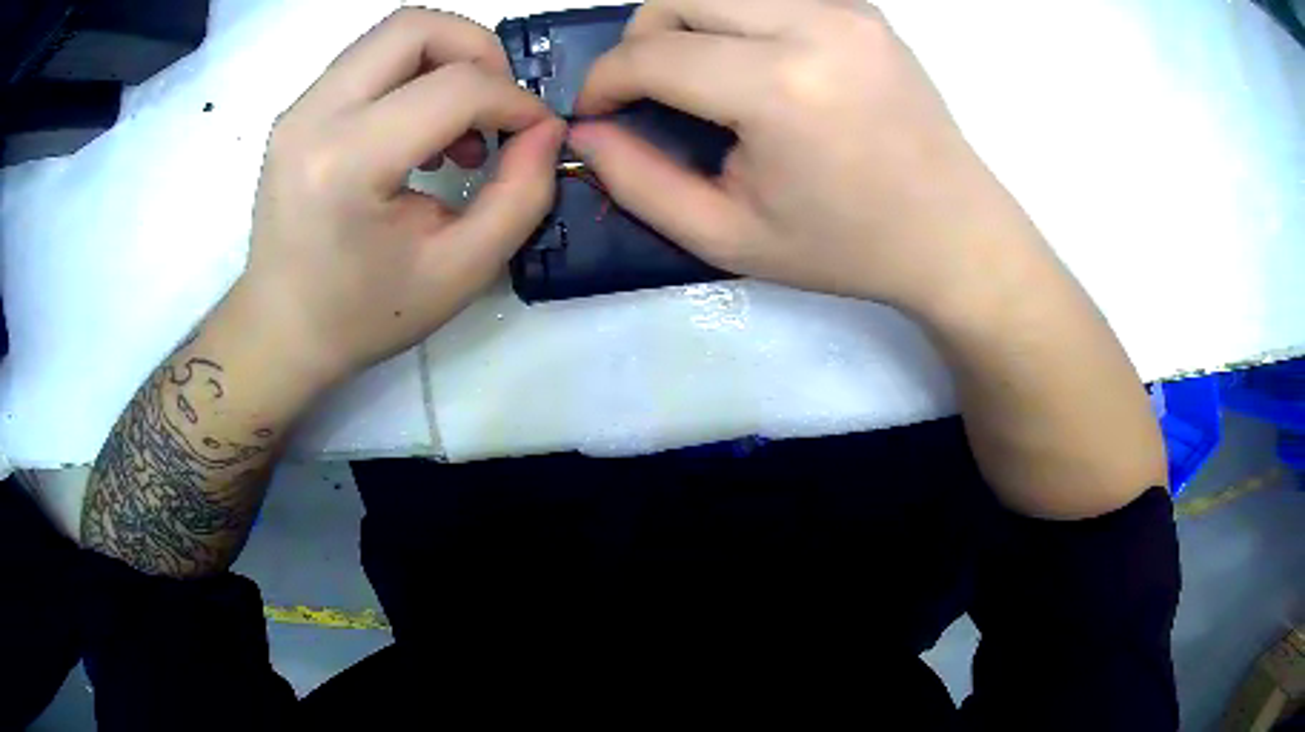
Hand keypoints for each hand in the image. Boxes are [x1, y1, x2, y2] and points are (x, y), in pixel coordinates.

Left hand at [238, 8, 564, 381]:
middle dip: (477, 51)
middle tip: (497, 106)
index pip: (453, 88)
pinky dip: (413, 77)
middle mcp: (314, 117)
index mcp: (347, 163)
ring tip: (459, 126)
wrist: (280, 332)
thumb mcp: (460, 272)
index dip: (514, 100)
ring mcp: (299, 109)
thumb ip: (521, 196)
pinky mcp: (298, 112)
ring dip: (445, 60)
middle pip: (415, 27)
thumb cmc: (363, 316)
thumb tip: (546, 130)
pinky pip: (369, 62)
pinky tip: (421, 132)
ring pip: (391, 35)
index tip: (538, 132)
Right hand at [571, 0, 1040, 315]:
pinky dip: (736, 17)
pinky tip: (749, 60)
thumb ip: (639, 183)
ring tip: (696, 75)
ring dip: (686, 22)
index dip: (605, 81)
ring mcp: (846, 8)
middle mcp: (816, 26)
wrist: (953, 232)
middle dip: (642, 40)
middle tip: (648, 91)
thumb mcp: (728, 237)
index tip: (598, 112)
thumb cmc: (847, 247)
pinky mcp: (862, 8)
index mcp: (782, 89)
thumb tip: (586, 132)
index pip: (653, 54)